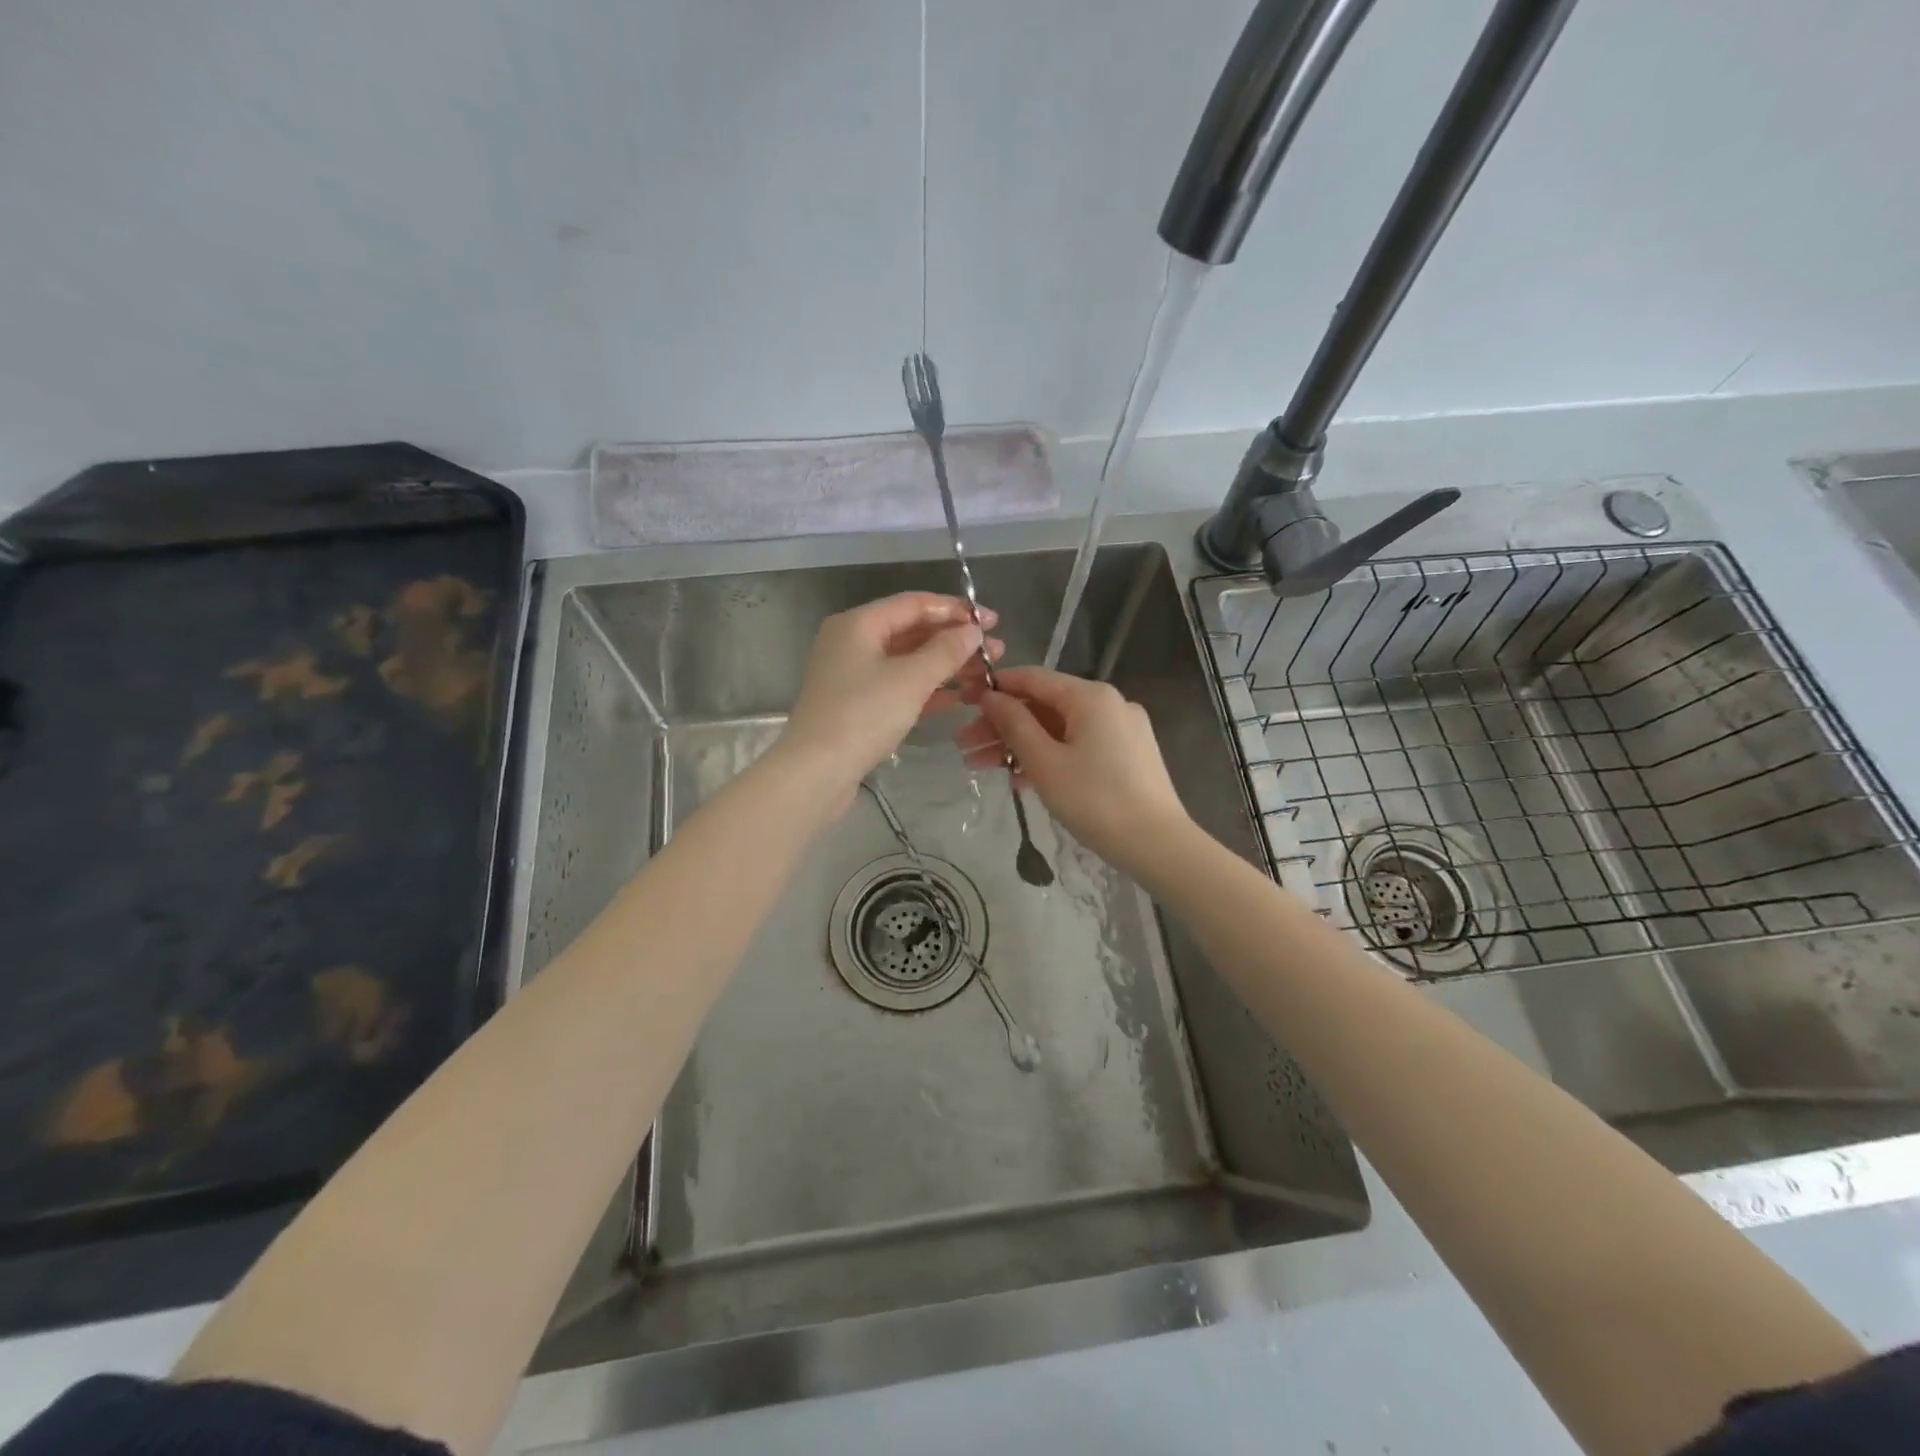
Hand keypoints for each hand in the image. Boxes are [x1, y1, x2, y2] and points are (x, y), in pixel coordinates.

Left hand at [779, 592, 1003, 810]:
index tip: (993, 621)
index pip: (914, 604)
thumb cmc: (863, 715)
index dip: (956, 610)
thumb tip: (973, 630)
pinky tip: (958, 697)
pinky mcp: (856, 705)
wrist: (816, 772)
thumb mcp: (911, 679)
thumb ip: (946, 651)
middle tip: (996, 650)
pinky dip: (926, 688)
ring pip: (907, 661)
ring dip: (945, 665)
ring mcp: (852, 675)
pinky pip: (898, 686)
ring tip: (985, 673)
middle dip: (954, 639)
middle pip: (911, 631)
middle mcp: (851, 642)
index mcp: (858, 624)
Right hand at [957, 666, 1190, 875]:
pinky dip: (1049, 756)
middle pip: (1044, 706)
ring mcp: (1121, 729)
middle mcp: (1109, 703)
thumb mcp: (1045, 762)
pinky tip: (1019, 778)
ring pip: (1059, 728)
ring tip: (982, 767)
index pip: (1033, 678)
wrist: (1157, 844)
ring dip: (1020, 745)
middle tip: (965, 747)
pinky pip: (1078, 745)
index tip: (963, 703)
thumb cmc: (1095, 800)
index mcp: (1091, 696)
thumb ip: (1014, 724)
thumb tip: (990, 696)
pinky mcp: (1127, 755)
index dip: (995, 688)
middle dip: (1002, 726)